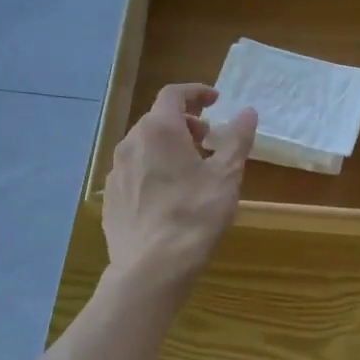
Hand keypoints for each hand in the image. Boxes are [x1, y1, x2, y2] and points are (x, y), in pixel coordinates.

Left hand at [104, 84, 256, 293]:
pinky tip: (168, 195)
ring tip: (190, 168)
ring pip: (143, 146)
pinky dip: (153, 169)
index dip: (196, 92)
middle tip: (208, 139)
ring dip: (167, 147)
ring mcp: (116, 171)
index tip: (215, 99)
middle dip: (184, 122)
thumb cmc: (195, 216)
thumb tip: (248, 112)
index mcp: (159, 130)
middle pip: (157, 119)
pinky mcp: (111, 197)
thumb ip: (237, 139)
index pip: (174, 94)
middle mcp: (131, 143)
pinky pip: (134, 171)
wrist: (152, 267)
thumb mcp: (226, 176)